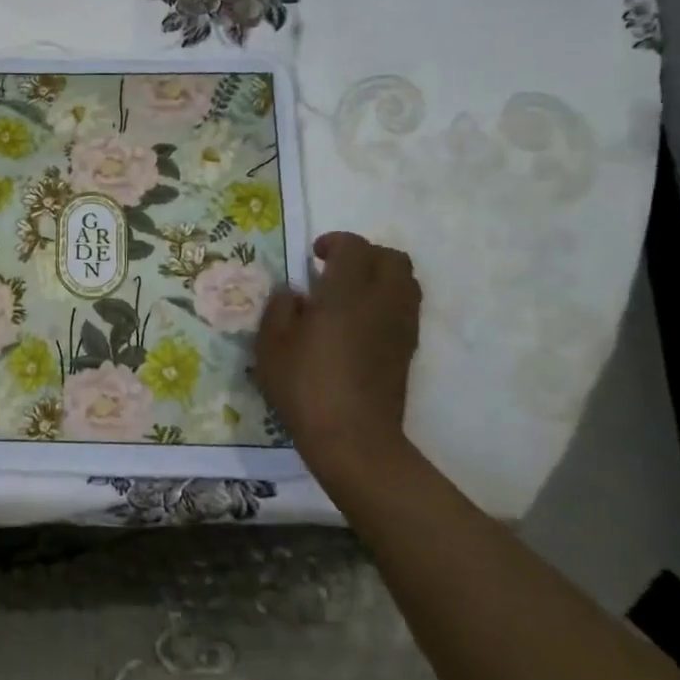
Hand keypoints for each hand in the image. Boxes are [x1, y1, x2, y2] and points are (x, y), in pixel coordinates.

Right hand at [256, 232, 420, 480]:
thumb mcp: (272, 345)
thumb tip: (294, 294)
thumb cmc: (305, 387)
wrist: (353, 437)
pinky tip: (361, 323)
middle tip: (335, 270)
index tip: (313, 255)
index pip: (353, 247)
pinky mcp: (407, 349)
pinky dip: (387, 301)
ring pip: (406, 281)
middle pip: (391, 258)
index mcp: (346, 292)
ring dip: (381, 276)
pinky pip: (406, 307)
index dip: (334, 242)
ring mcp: (400, 325)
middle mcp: (381, 301)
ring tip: (351, 294)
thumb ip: (280, 309)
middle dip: (365, 255)